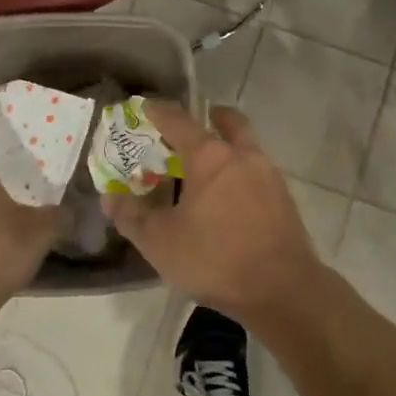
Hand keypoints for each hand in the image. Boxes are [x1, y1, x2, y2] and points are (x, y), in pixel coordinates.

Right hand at [103, 102, 325, 325]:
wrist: (281, 288)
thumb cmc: (214, 258)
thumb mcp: (159, 242)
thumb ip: (131, 216)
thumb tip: (111, 197)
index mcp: (210, 156)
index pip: (179, 120)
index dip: (158, 111)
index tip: (145, 107)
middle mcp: (242, 155)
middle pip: (228, 121)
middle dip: (210, 117)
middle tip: (190, 128)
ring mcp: (269, 175)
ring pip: (246, 146)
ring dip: (228, 146)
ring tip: (207, 169)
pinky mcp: (284, 198)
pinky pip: (258, 172)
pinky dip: (241, 173)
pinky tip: (229, 199)